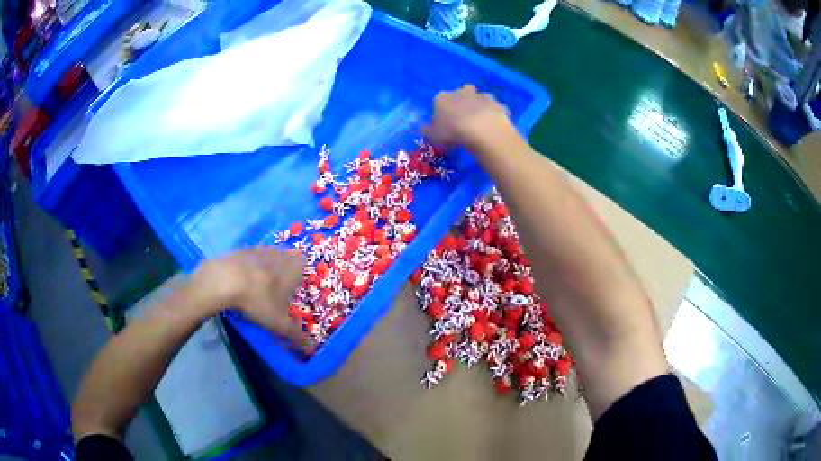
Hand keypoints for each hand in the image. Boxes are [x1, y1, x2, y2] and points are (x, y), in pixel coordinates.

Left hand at [192, 247, 310, 348]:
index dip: (299, 274)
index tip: (293, 289)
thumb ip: (297, 336)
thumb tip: (312, 350)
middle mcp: (279, 254)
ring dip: (265, 269)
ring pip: (267, 257)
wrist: (225, 280)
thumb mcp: (279, 323)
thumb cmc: (259, 300)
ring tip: (257, 288)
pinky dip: (247, 268)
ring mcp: (258, 249)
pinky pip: (249, 258)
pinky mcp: (240, 250)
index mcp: (293, 268)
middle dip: (282, 272)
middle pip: (285, 258)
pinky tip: (240, 282)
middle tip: (275, 291)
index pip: (303, 263)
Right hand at [424, 85, 514, 149]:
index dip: (441, 114)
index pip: (438, 102)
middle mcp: (461, 92)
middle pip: (459, 95)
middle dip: (461, 104)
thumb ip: (428, 131)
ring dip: (478, 108)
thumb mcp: (433, 136)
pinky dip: (493, 115)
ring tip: (479, 125)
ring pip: (478, 99)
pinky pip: (494, 109)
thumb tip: (424, 129)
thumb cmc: (453, 132)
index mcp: (442, 97)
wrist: (483, 130)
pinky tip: (493, 127)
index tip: (444, 126)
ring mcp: (481, 96)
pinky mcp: (496, 104)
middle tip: (462, 122)